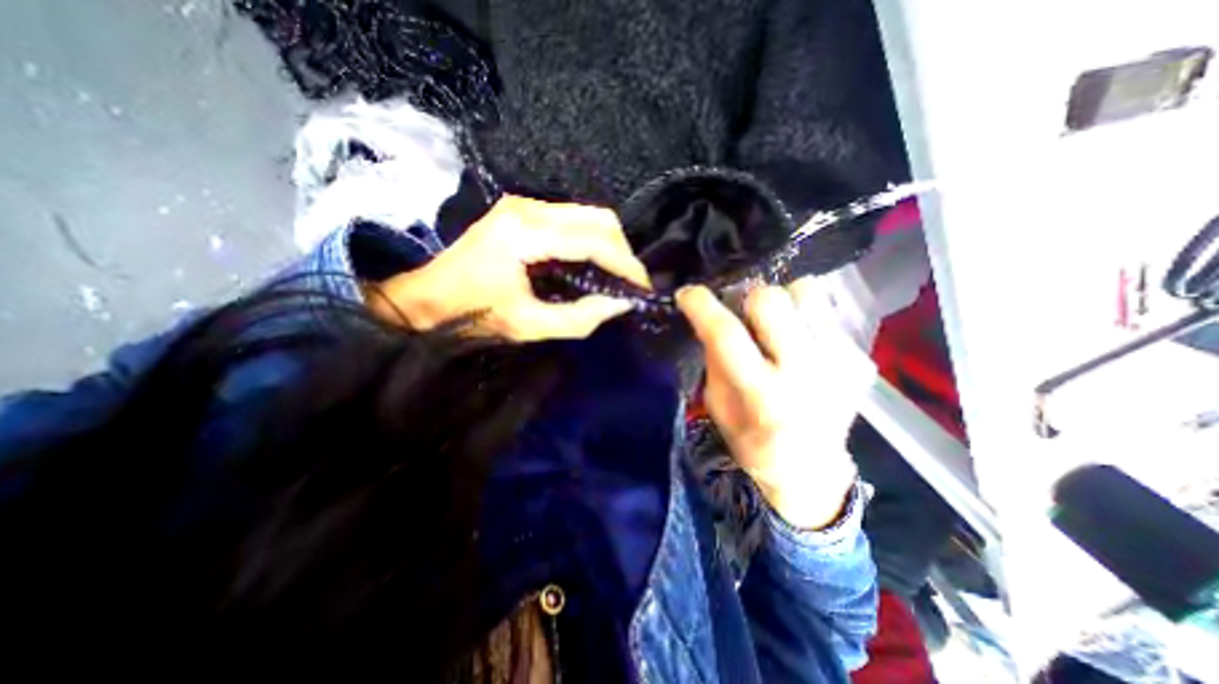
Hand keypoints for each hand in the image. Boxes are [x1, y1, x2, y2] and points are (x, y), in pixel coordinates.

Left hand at [378, 196, 652, 340]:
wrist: (423, 299)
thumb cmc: (469, 315)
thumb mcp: (527, 325)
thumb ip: (578, 317)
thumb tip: (620, 305)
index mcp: (524, 234)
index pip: (593, 240)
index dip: (625, 264)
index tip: (642, 288)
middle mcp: (527, 208)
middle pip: (597, 218)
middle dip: (622, 252)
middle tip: (631, 283)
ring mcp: (524, 204)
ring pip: (588, 216)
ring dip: (608, 246)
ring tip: (617, 276)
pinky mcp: (522, 211)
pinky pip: (572, 220)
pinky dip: (591, 242)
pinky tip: (593, 265)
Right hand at [675, 277, 875, 529]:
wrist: (810, 469)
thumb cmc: (751, 440)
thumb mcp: (718, 405)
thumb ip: (715, 359)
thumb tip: (712, 315)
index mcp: (762, 393)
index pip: (726, 335)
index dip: (701, 306)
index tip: (687, 293)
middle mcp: (805, 373)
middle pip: (771, 300)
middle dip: (747, 300)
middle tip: (743, 317)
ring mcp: (841, 362)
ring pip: (804, 293)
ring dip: (781, 304)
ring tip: (776, 328)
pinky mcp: (861, 358)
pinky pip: (824, 312)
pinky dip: (803, 319)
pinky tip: (800, 345)